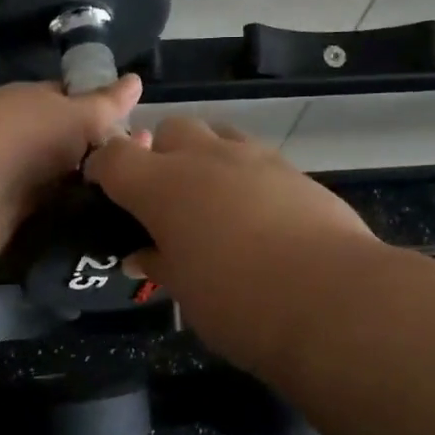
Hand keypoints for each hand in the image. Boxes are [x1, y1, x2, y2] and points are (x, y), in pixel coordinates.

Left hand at [0, 77, 143, 253]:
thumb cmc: (27, 135)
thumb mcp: (76, 114)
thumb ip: (107, 104)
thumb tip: (137, 80)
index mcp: (36, 106)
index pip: (76, 105)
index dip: (108, 117)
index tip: (145, 137)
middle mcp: (25, 139)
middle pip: (73, 150)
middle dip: (106, 162)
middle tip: (150, 177)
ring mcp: (17, 180)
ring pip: (65, 186)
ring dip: (92, 197)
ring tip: (137, 210)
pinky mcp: (12, 219)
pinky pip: (52, 218)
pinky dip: (73, 224)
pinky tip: (106, 232)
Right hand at [85, 116, 376, 372]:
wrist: (333, 299)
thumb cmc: (240, 304)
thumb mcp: (186, 292)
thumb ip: (160, 263)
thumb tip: (141, 255)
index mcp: (163, 186)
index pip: (114, 157)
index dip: (102, 169)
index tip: (102, 189)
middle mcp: (205, 158)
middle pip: (169, 130)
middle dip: (159, 154)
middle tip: (165, 198)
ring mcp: (254, 158)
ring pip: (216, 134)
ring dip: (203, 156)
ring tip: (211, 200)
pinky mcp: (293, 170)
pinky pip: (255, 156)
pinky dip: (243, 173)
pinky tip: (256, 213)